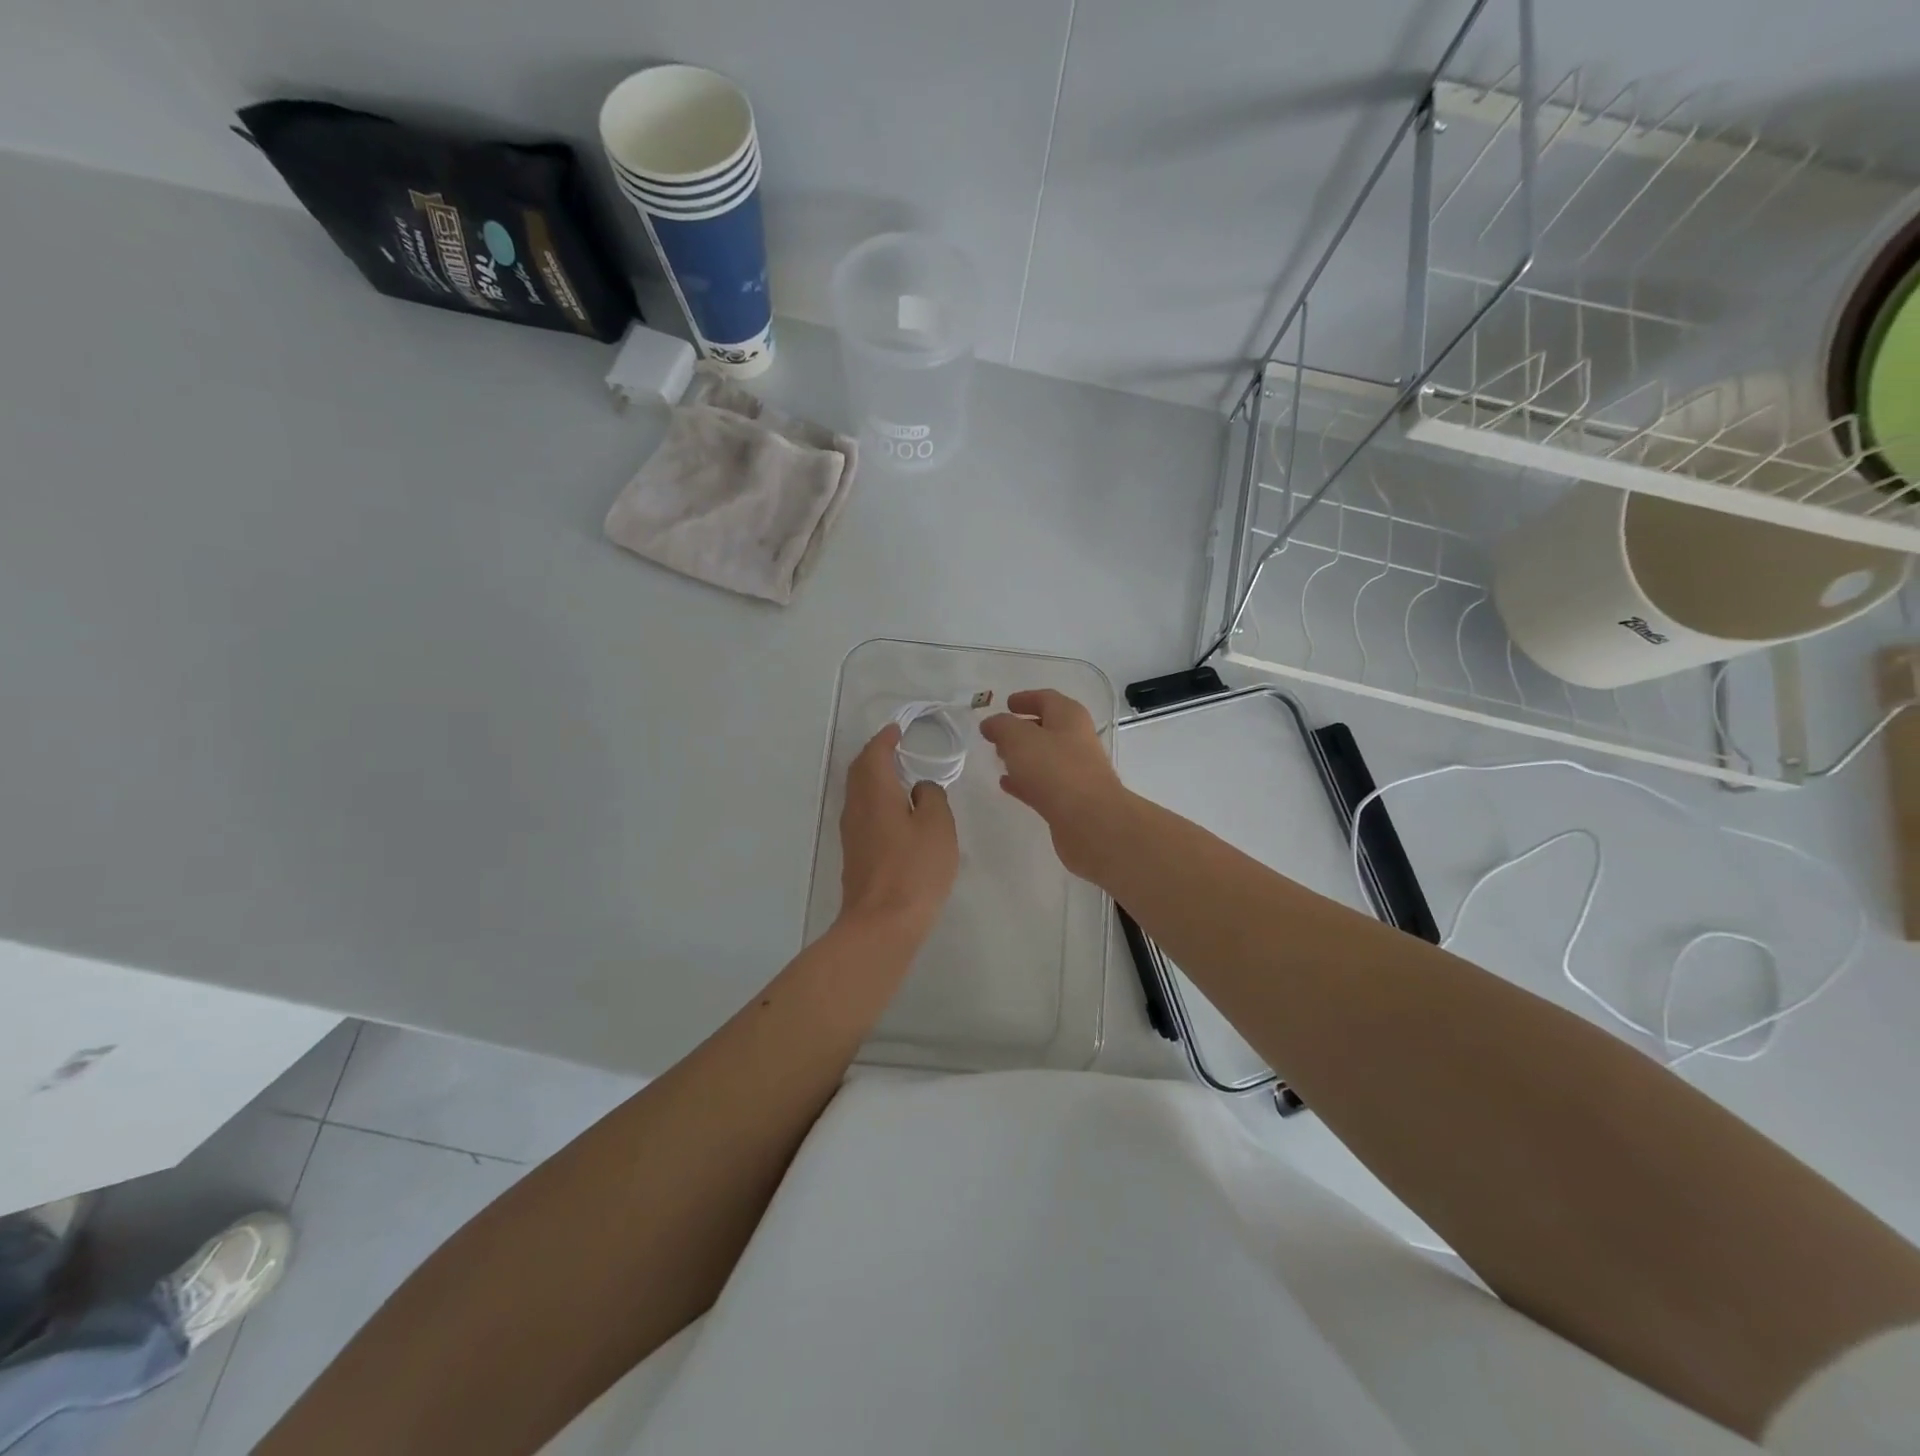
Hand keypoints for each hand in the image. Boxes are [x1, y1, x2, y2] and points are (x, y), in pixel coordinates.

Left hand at [838, 724, 959, 940]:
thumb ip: (932, 797)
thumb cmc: (914, 869)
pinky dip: (875, 799)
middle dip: (875, 755)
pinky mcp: (855, 853)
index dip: (885, 739)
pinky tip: (894, 811)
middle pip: (860, 771)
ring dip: (874, 778)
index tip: (897, 729)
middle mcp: (856, 807)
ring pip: (858, 793)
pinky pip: (862, 812)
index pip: (875, 754)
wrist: (882, 923)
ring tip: (898, 775)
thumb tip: (919, 790)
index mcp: (875, 793)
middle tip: (895, 747)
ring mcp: (851, 832)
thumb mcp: (937, 826)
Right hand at [979, 689, 1130, 879]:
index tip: (1006, 703)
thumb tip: (991, 724)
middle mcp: (1076, 740)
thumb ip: (1001, 726)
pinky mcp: (1070, 799)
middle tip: (997, 734)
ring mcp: (1076, 771)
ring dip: (1022, 756)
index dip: (1025, 698)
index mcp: (1069, 717)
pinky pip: (1043, 784)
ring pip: (1044, 757)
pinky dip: (1025, 781)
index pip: (1046, 699)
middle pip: (1047, 728)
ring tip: (998, 758)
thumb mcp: (1019, 739)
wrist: (1090, 821)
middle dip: (1021, 729)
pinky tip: (1006, 785)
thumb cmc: (1055, 769)